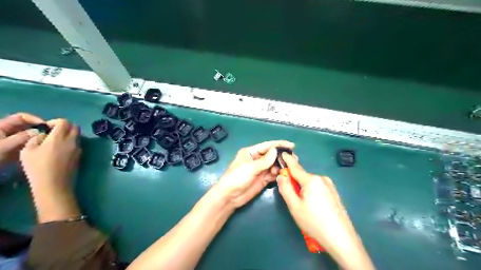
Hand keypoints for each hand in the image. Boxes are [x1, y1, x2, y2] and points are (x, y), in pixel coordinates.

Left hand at [0, 113, 43, 166]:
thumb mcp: (5, 145)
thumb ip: (21, 137)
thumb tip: (39, 132)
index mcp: (2, 126)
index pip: (21, 117)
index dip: (35, 119)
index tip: (47, 126)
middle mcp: (8, 130)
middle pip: (27, 125)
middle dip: (39, 128)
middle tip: (50, 134)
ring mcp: (12, 139)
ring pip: (29, 134)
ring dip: (38, 137)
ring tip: (47, 141)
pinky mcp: (15, 147)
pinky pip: (28, 142)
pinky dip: (35, 144)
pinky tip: (41, 148)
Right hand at [19, 119, 80, 222]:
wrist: (54, 184)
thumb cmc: (38, 167)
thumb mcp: (28, 151)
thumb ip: (36, 138)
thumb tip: (44, 134)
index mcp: (60, 137)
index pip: (65, 122)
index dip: (55, 122)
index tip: (47, 127)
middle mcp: (73, 141)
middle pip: (75, 127)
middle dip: (65, 126)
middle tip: (53, 132)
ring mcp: (79, 149)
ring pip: (77, 136)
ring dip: (69, 135)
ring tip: (56, 142)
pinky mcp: (81, 156)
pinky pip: (78, 144)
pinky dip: (71, 143)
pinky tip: (61, 151)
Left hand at [213, 141, 292, 208]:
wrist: (229, 196)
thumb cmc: (237, 178)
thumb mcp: (250, 167)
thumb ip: (264, 160)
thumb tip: (275, 150)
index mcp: (251, 152)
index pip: (267, 146)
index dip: (279, 144)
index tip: (291, 145)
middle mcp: (256, 159)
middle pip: (272, 155)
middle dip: (282, 156)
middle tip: (294, 158)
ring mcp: (260, 170)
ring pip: (273, 165)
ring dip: (281, 166)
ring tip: (291, 167)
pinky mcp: (262, 179)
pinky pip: (273, 174)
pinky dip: (278, 174)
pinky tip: (285, 174)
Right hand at [277, 154, 372, 269]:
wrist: (341, 239)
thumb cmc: (314, 222)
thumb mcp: (294, 206)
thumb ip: (285, 188)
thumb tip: (281, 175)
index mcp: (311, 180)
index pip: (295, 167)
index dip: (287, 160)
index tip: (283, 152)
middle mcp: (321, 178)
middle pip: (302, 176)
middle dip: (294, 181)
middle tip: (291, 196)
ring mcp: (330, 185)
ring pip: (310, 183)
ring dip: (303, 188)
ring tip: (304, 206)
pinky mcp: (334, 193)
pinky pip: (318, 187)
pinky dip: (311, 192)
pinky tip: (314, 207)